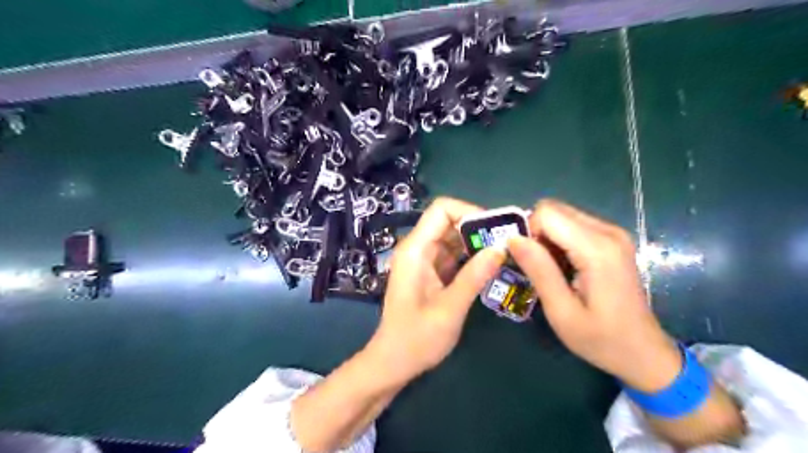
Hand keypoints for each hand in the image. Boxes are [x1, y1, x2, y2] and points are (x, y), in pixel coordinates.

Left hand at [370, 196, 505, 384]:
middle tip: (507, 242)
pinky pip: (453, 254)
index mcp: (415, 250)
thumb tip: (501, 248)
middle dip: (478, 228)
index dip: (469, 212)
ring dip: (477, 242)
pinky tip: (490, 267)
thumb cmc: (416, 339)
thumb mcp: (449, 310)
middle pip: (449, 221)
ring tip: (504, 253)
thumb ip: (474, 277)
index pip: (441, 210)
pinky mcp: (430, 272)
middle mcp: (417, 249)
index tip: (494, 230)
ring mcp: (423, 260)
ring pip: (453, 237)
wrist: (394, 362)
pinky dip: (471, 257)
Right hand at [507, 199, 683, 389]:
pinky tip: (563, 266)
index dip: (528, 232)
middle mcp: (608, 232)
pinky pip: (573, 225)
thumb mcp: (561, 311)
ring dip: (547, 237)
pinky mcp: (613, 239)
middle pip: (554, 210)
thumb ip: (538, 270)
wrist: (644, 353)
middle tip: (535, 266)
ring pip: (562, 215)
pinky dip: (559, 240)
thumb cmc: (601, 339)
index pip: (547, 213)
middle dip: (536, 233)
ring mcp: (613, 233)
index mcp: (597, 249)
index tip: (526, 262)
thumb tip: (512, 239)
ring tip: (550, 270)